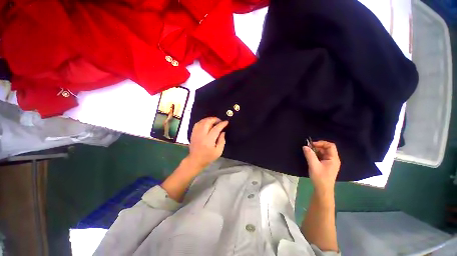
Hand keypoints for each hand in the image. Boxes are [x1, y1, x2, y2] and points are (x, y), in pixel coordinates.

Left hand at [188, 117, 227, 168]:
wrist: (195, 160)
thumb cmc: (208, 157)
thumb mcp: (218, 151)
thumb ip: (222, 141)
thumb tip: (223, 132)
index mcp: (209, 140)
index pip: (216, 128)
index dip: (222, 124)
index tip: (226, 122)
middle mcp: (201, 135)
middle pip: (208, 122)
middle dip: (215, 119)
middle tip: (220, 121)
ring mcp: (196, 133)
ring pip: (202, 121)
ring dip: (209, 119)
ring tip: (214, 121)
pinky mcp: (193, 133)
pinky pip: (197, 123)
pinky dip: (203, 121)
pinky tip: (207, 123)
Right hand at [303, 141, 340, 193]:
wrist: (322, 190)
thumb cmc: (320, 177)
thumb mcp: (313, 165)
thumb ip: (309, 155)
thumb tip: (305, 146)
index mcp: (333, 158)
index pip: (330, 145)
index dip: (321, 143)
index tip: (311, 145)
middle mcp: (333, 159)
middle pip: (326, 148)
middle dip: (317, 147)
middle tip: (307, 148)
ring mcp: (330, 163)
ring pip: (323, 152)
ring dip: (315, 151)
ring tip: (307, 152)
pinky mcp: (326, 165)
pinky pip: (321, 157)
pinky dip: (315, 155)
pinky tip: (310, 157)